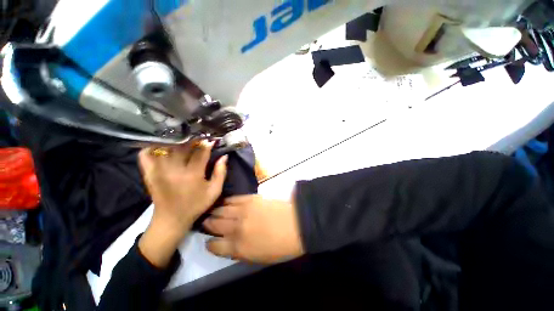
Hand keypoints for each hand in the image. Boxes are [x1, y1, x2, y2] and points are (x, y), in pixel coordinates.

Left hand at [138, 141, 227, 266]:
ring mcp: (159, 170)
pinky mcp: (149, 173)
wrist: (171, 219)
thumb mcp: (214, 191)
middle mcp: (175, 169)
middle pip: (183, 146)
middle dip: (193, 140)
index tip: (211, 140)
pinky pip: (146, 155)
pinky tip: (160, 145)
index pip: (201, 152)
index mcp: (193, 174)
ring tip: (183, 139)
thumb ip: (221, 173)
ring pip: (166, 147)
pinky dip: (151, 147)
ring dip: (176, 140)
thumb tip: (224, 157)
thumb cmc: (196, 204)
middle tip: (198, 138)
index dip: (207, 144)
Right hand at [204, 195, 303, 263]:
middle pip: (215, 225)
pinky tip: (224, 202)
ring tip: (212, 211)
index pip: (215, 246)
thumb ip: (240, 252)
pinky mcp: (250, 199)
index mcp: (238, 247)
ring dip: (215, 211)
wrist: (295, 223)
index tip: (210, 241)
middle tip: (206, 222)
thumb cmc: (281, 246)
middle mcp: (236, 228)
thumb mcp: (258, 258)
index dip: (210, 244)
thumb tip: (229, 245)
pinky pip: (233, 199)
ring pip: (221, 210)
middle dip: (209, 224)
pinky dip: (226, 201)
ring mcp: (243, 211)